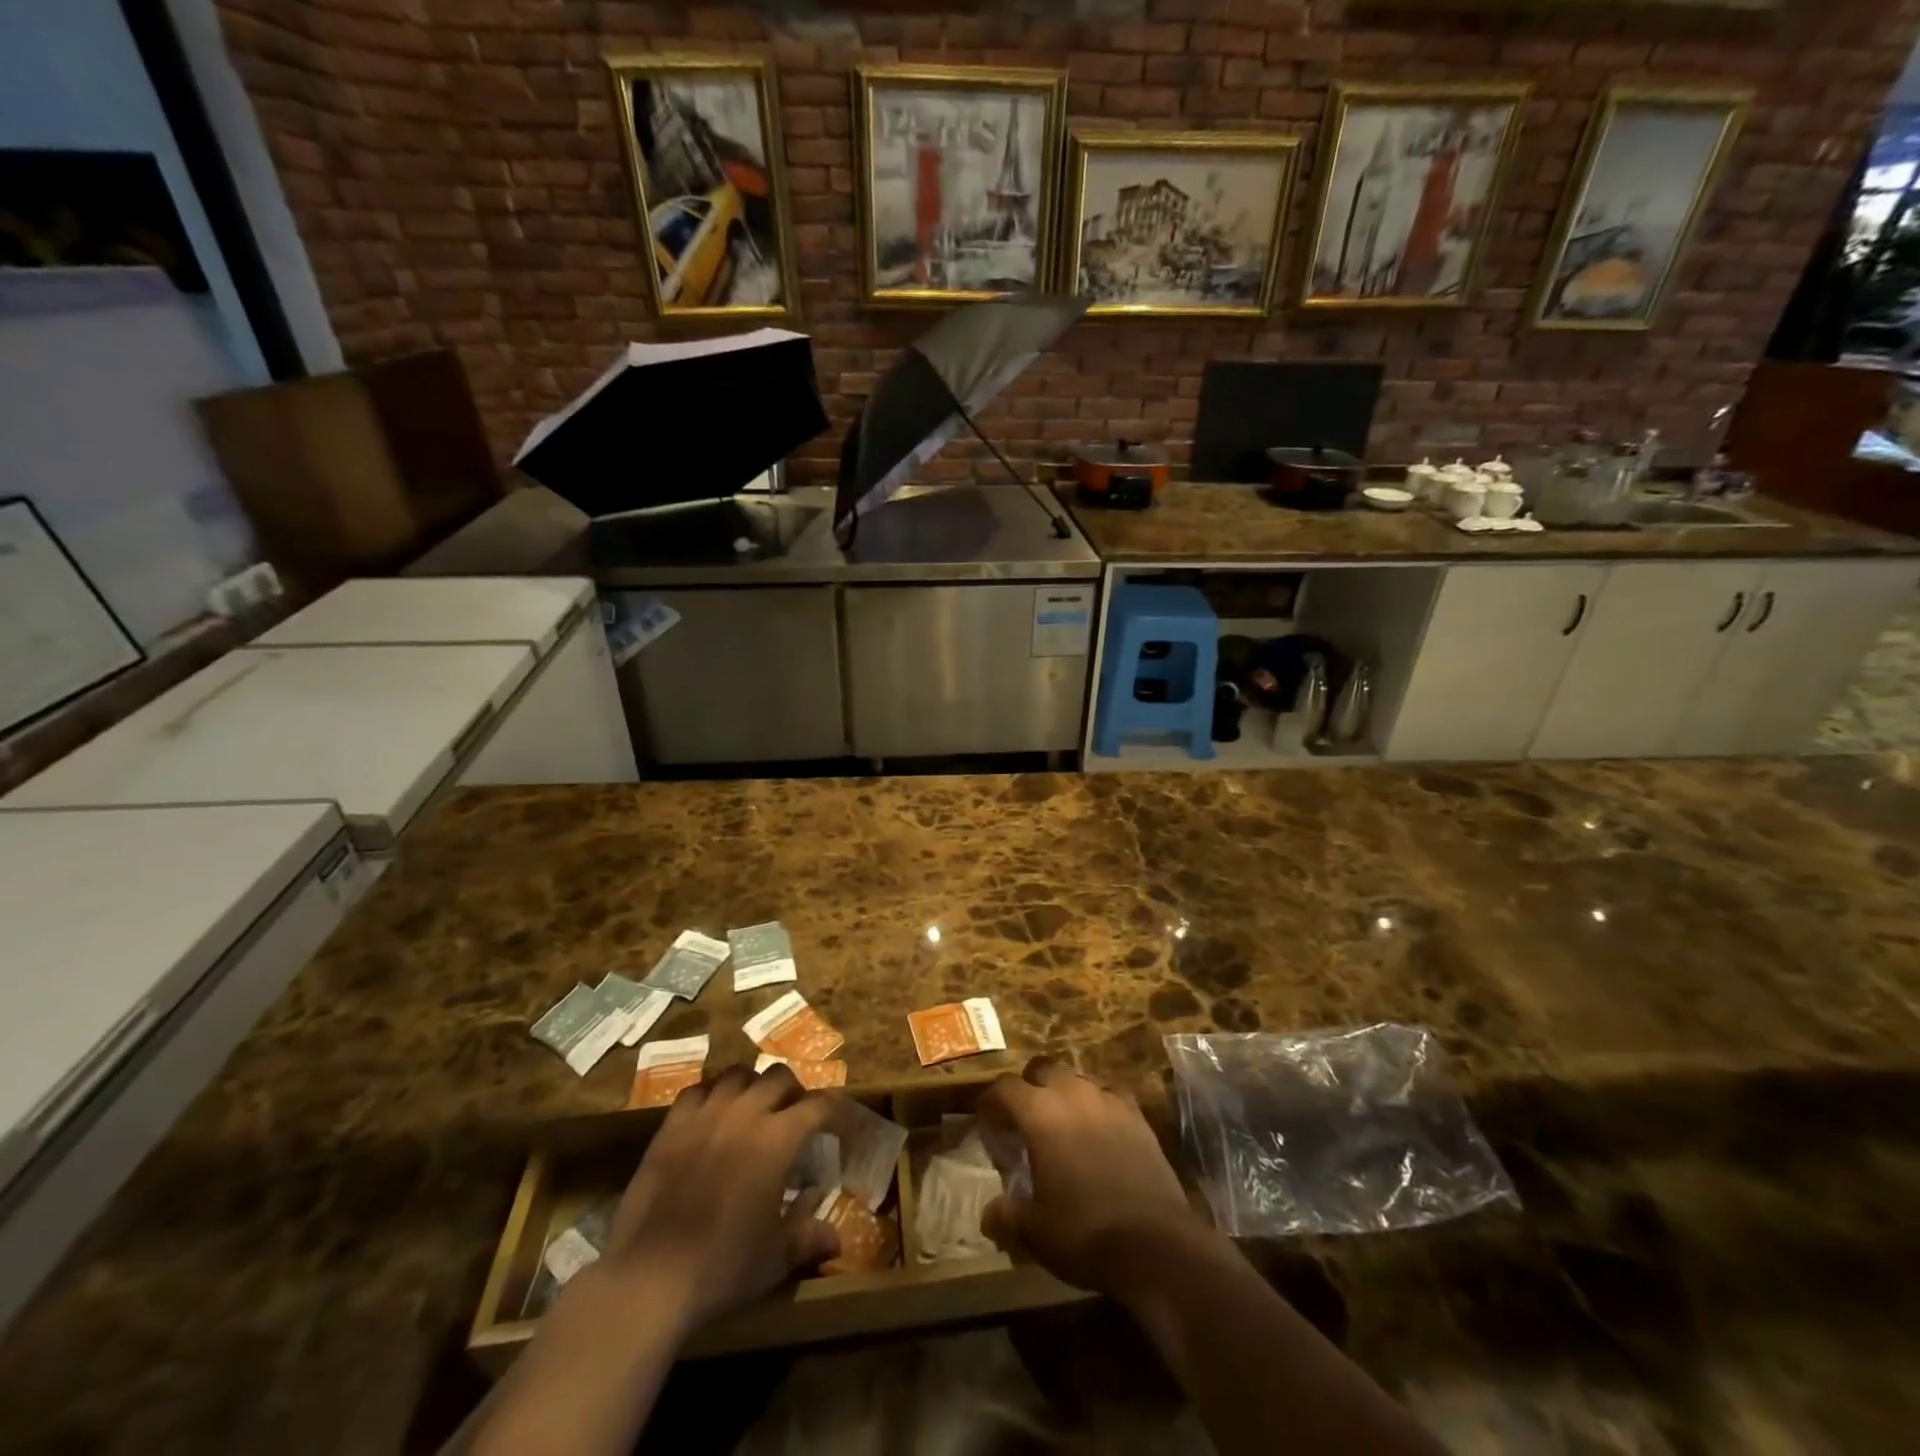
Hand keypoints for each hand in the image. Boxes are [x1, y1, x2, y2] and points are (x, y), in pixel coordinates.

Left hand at [602, 1064, 839, 1331]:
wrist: (650, 1277)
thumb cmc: (723, 1266)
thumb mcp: (775, 1258)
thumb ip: (808, 1238)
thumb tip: (837, 1240)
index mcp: (779, 1138)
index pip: (819, 1104)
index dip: (834, 1110)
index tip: (838, 1125)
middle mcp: (745, 1113)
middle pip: (779, 1076)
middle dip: (793, 1090)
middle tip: (794, 1114)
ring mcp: (705, 1115)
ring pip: (737, 1074)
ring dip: (752, 1085)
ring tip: (752, 1107)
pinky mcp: (671, 1126)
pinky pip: (696, 1090)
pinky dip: (710, 1095)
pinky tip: (711, 1115)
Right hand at [978, 1057, 1201, 1296]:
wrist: (1154, 1243)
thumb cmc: (1083, 1232)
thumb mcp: (1034, 1231)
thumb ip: (1007, 1216)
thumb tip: (989, 1215)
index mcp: (1040, 1112)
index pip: (1006, 1088)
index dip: (992, 1100)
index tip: (987, 1119)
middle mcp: (1073, 1094)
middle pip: (1044, 1068)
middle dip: (1030, 1086)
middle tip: (1025, 1117)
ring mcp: (1109, 1101)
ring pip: (1078, 1078)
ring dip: (1065, 1092)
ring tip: (1062, 1122)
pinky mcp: (1138, 1116)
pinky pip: (1111, 1096)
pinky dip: (1098, 1105)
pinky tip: (1099, 1130)